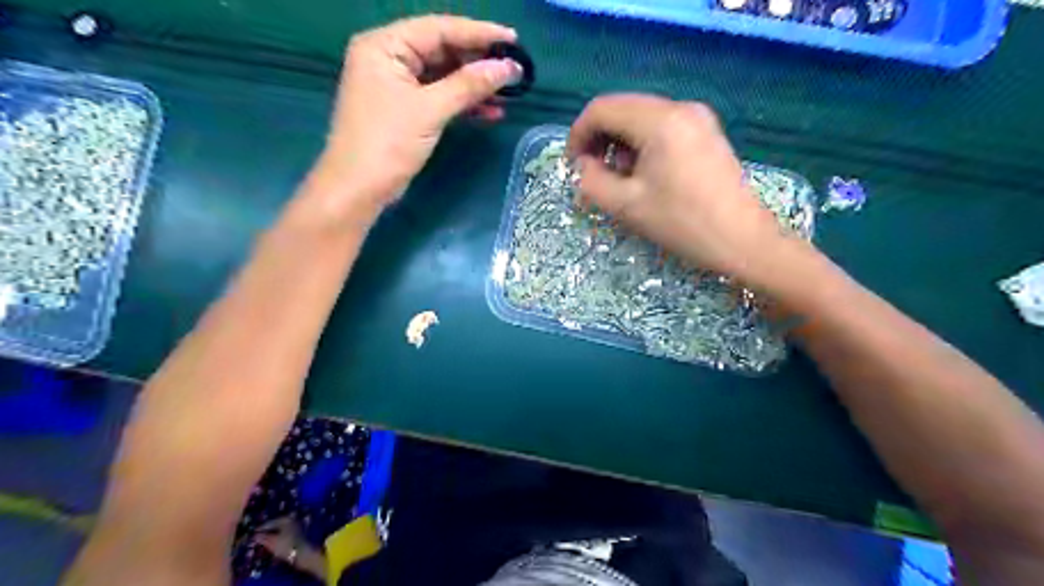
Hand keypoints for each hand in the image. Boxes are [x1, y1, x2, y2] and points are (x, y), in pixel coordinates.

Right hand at [251, 515, 325, 578]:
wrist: (301, 552)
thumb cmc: (285, 545)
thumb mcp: (271, 542)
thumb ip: (262, 537)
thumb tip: (254, 536)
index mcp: (285, 519)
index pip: (269, 522)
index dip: (260, 529)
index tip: (252, 533)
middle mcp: (292, 519)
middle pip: (276, 525)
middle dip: (267, 531)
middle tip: (258, 537)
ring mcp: (296, 525)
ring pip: (281, 529)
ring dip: (273, 534)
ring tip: (265, 540)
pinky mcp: (298, 533)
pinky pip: (285, 533)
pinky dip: (279, 536)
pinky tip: (275, 541)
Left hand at [308, 16, 520, 220]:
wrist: (359, 189)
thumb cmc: (387, 144)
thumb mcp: (429, 110)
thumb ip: (469, 85)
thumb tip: (508, 67)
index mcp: (385, 45)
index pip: (438, 28)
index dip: (479, 33)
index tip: (514, 40)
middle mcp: (388, 57)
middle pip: (442, 49)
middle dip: (479, 61)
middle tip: (514, 67)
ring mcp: (396, 84)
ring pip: (444, 75)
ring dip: (475, 85)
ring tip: (508, 91)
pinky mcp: (405, 109)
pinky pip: (439, 96)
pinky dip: (463, 103)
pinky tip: (491, 111)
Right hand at [568, 94, 795, 281]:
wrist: (743, 240)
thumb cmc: (683, 223)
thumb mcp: (627, 206)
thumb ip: (592, 181)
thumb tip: (583, 165)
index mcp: (660, 120)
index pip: (602, 109)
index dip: (578, 134)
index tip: (572, 165)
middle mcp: (680, 107)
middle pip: (622, 109)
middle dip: (599, 139)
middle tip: (592, 173)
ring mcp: (698, 117)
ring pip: (641, 118)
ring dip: (620, 143)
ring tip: (620, 179)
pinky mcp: (706, 132)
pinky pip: (662, 127)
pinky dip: (642, 145)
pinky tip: (645, 174)